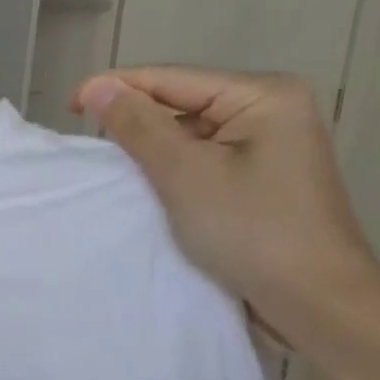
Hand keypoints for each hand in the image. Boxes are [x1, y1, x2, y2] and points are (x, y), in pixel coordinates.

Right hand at [70, 67, 379, 351]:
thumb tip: (97, 87)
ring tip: (108, 162)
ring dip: (149, 145)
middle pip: (182, 101)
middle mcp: (272, 109)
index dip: (116, 88)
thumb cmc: (250, 230)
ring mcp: (270, 145)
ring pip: (189, 131)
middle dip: (133, 117)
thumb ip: (138, 126)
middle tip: (84, 140)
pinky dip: (169, 166)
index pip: (172, 78)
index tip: (65, 108)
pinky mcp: (261, 177)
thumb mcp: (185, 174)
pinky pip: (202, 157)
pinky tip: (145, 182)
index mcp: (264, 96)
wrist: (314, 300)